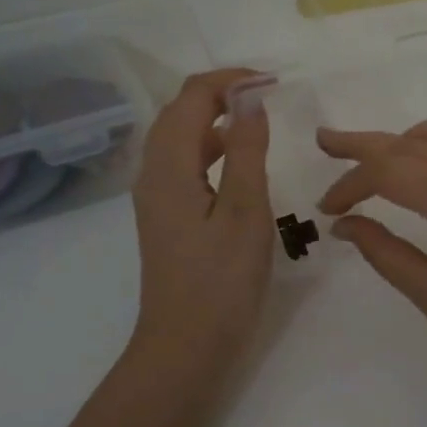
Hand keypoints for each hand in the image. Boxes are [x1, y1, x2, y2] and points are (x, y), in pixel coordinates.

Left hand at [130, 70, 272, 375]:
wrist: (185, 347)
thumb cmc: (221, 281)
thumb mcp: (245, 211)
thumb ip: (248, 150)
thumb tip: (249, 99)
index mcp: (168, 166)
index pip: (192, 97)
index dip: (230, 80)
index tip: (273, 82)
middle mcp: (153, 173)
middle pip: (179, 112)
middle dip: (221, 92)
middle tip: (267, 93)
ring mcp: (156, 196)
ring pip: (180, 138)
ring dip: (215, 118)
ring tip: (257, 117)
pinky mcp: (166, 216)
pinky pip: (184, 163)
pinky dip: (211, 147)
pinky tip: (239, 160)